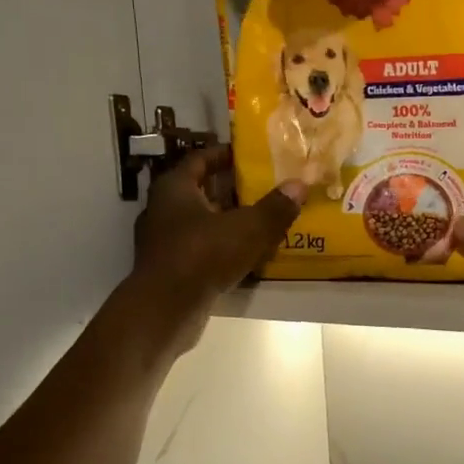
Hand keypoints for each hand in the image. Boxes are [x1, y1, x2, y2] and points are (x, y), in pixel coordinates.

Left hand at [131, 147, 303, 344]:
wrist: (165, 310)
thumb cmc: (202, 256)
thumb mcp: (247, 229)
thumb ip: (274, 207)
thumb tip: (299, 184)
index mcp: (174, 188)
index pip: (199, 159)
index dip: (224, 154)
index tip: (249, 155)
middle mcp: (163, 209)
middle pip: (201, 191)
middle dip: (232, 190)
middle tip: (265, 188)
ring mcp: (163, 241)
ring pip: (202, 222)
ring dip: (229, 221)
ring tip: (262, 221)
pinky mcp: (171, 268)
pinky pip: (201, 248)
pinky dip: (222, 247)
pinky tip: (247, 255)